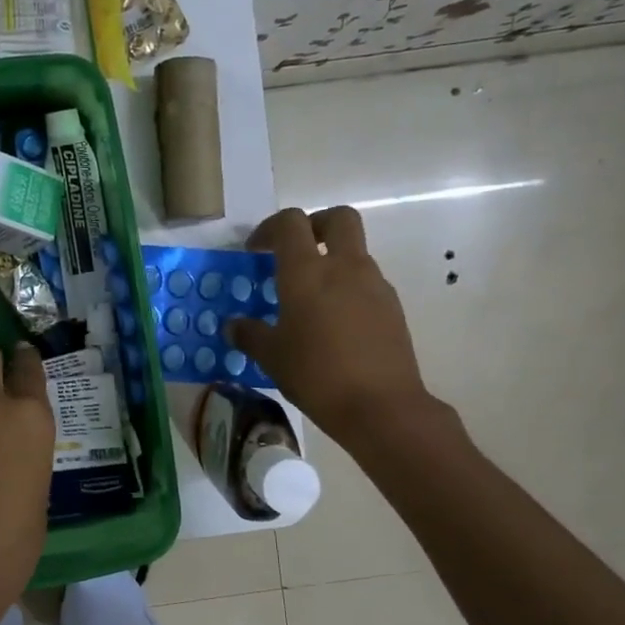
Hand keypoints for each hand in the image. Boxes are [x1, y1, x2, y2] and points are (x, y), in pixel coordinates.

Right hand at [226, 206, 436, 442]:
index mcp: (307, 272)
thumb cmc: (316, 374)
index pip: (290, 223)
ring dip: (332, 260)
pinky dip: (348, 288)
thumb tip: (232, 326)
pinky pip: (367, 282)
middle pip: (338, 218)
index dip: (269, 228)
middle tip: (296, 250)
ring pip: (354, 251)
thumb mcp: (272, 357)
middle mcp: (344, 267)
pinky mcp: (392, 307)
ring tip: (311, 298)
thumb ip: (249, 335)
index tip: (255, 251)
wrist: (381, 406)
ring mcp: (374, 285)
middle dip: (315, 224)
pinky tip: (335, 324)